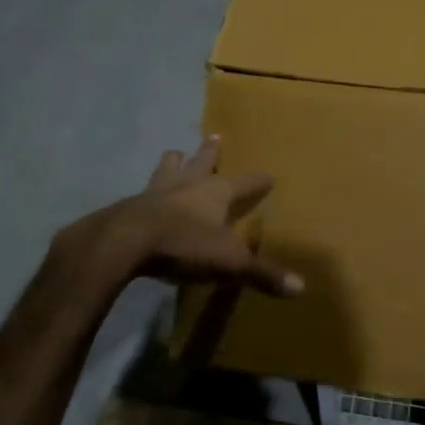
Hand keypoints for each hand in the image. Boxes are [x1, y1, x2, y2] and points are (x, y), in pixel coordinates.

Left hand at [60, 138, 303, 297]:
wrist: (124, 243)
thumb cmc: (184, 245)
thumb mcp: (229, 263)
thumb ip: (262, 274)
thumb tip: (301, 288)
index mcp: (215, 193)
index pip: (245, 182)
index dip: (258, 180)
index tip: (268, 175)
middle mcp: (187, 184)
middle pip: (201, 161)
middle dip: (210, 152)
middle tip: (214, 136)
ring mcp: (155, 192)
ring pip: (167, 168)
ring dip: (174, 162)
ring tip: (175, 154)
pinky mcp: (130, 206)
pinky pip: (144, 192)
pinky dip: (149, 192)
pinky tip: (145, 196)